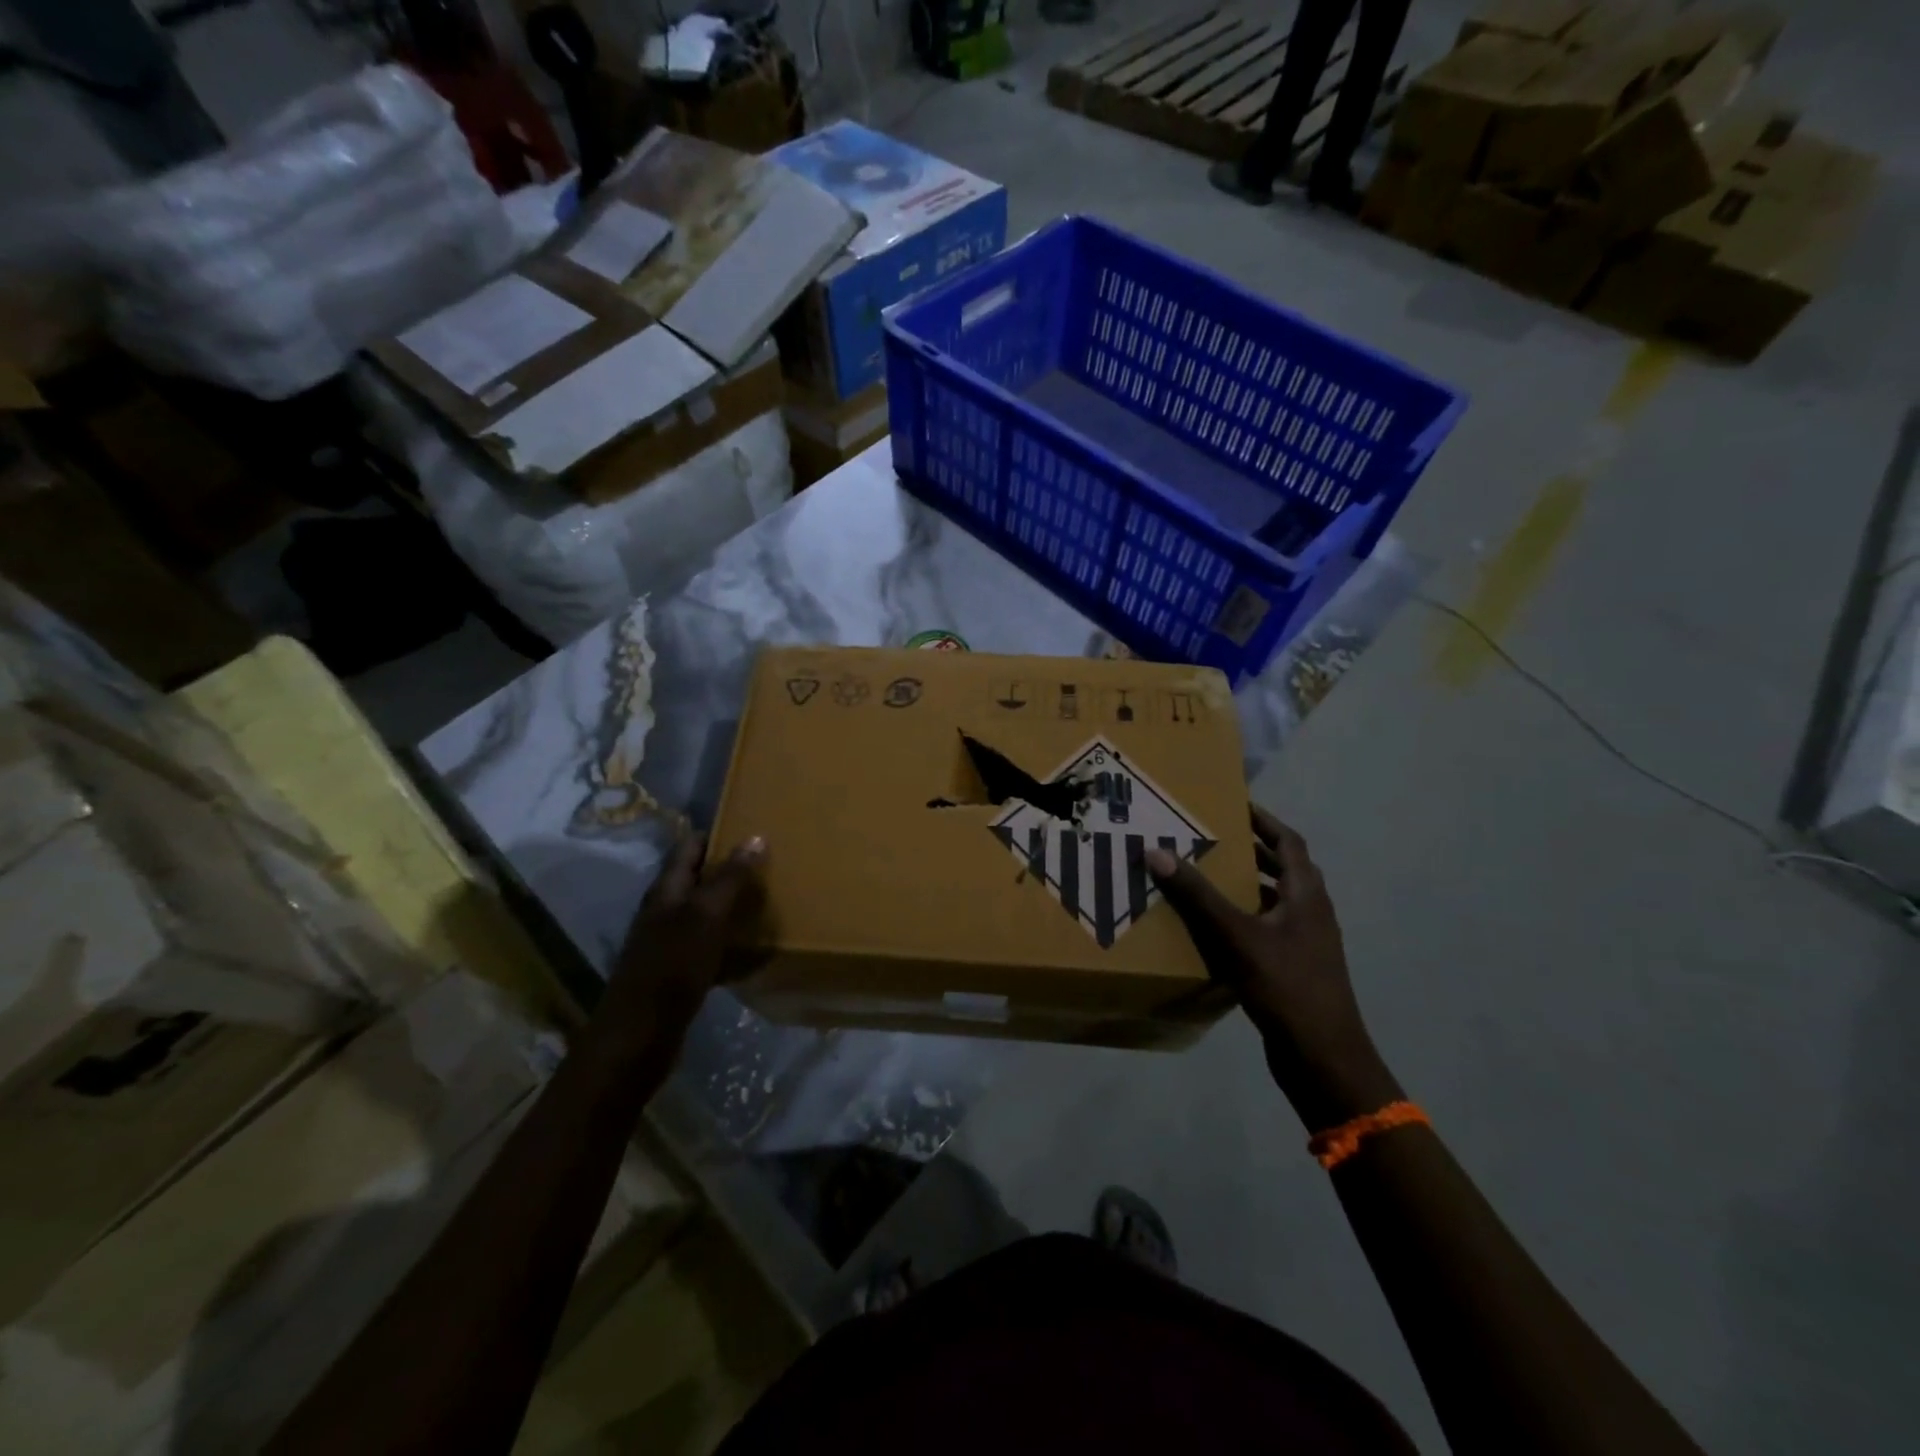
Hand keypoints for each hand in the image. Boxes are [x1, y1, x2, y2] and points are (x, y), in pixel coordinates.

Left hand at [603, 833, 767, 1051]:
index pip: (689, 846)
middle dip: (729, 868)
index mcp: (667, 890)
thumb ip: (730, 878)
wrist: (640, 1035)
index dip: (717, 834)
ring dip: (732, 905)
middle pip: (698, 878)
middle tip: (770, 863)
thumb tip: (756, 837)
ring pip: (705, 912)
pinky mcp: (678, 972)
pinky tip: (754, 948)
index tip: (751, 827)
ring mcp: (669, 942)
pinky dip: (731, 941)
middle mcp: (664, 910)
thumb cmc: (673, 966)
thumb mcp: (706, 916)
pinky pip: (710, 945)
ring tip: (769, 899)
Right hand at [1147, 808, 1399, 1131]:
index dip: (1263, 820)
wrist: (1324, 1058)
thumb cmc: (1287, 987)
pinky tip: (1212, 928)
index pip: (1288, 841)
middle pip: (1281, 868)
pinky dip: (1242, 917)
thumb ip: (1198, 896)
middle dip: (1248, 850)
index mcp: (1306, 895)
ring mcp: (1305, 942)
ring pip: (1272, 900)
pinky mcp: (1294, 968)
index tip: (1233, 804)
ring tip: (1204, 876)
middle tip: (1208, 837)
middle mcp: (1310, 912)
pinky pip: (1265, 928)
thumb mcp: (1237, 936)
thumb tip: (1157, 851)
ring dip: (1244, 884)